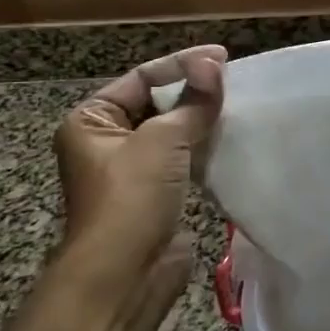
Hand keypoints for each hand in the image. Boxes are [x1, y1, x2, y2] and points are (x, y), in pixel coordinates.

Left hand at [52, 47, 225, 292]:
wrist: (125, 274)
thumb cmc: (131, 197)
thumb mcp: (162, 140)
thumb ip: (193, 102)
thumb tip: (215, 64)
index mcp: (91, 121)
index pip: (141, 79)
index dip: (182, 65)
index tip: (222, 56)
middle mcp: (107, 142)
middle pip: (157, 103)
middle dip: (194, 92)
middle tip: (234, 80)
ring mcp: (133, 170)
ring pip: (173, 132)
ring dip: (202, 120)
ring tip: (238, 105)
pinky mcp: (157, 194)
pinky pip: (184, 158)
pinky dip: (205, 147)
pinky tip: (232, 139)